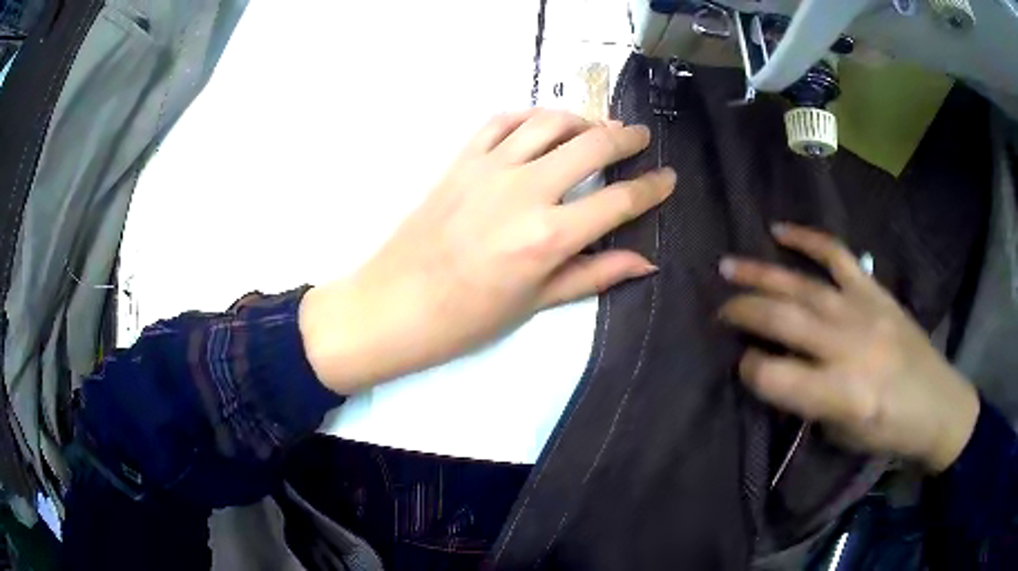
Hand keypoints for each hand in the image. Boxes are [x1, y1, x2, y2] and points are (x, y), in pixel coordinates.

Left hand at [301, 109, 674, 393]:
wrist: (396, 304)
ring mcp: (489, 168)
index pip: (619, 200)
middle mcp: (525, 191)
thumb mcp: (537, 303)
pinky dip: (528, 116)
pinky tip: (541, 125)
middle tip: (639, 138)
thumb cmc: (467, 317)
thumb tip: (645, 262)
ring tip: (596, 129)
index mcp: (549, 236)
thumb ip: (594, 275)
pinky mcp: (460, 160)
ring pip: (549, 122)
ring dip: (581, 119)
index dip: (652, 187)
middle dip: (626, 138)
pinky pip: (500, 121)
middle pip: (592, 145)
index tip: (668, 177)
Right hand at [718, 224, 979, 472]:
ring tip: (728, 265)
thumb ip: (806, 399)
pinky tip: (780, 231)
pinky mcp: (875, 290)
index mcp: (842, 395)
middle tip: (719, 311)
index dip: (749, 370)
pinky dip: (807, 239)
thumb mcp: (840, 433)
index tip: (743, 367)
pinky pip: (837, 255)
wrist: (936, 403)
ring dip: (760, 273)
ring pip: (802, 284)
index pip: (775, 376)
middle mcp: (850, 347)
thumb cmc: (887, 431)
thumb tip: (773, 366)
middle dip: (742, 312)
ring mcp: (863, 310)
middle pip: (783, 319)